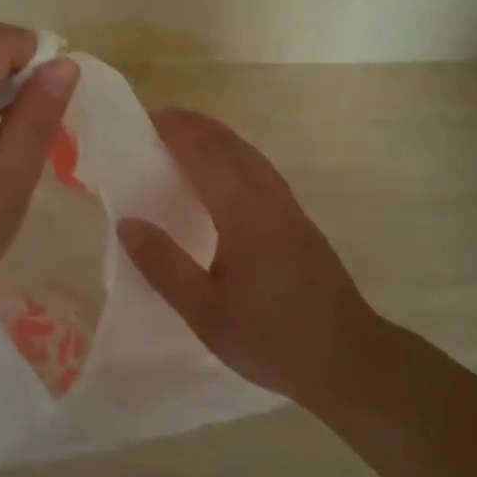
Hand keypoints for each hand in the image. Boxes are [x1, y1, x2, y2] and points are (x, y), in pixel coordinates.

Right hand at [118, 108, 375, 408]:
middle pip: (229, 145)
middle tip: (160, 120)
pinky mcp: (299, 221)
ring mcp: (288, 207)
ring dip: (217, 136)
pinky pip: (261, 170)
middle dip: (195, 126)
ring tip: (188, 135)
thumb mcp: (206, 313)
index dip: (176, 131)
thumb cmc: (273, 338)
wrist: (349, 358)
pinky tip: (228, 172)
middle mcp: (267, 198)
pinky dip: (235, 154)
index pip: (205, 155)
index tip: (147, 118)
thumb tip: (127, 222)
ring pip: (249, 154)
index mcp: (243, 213)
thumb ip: (164, 266)